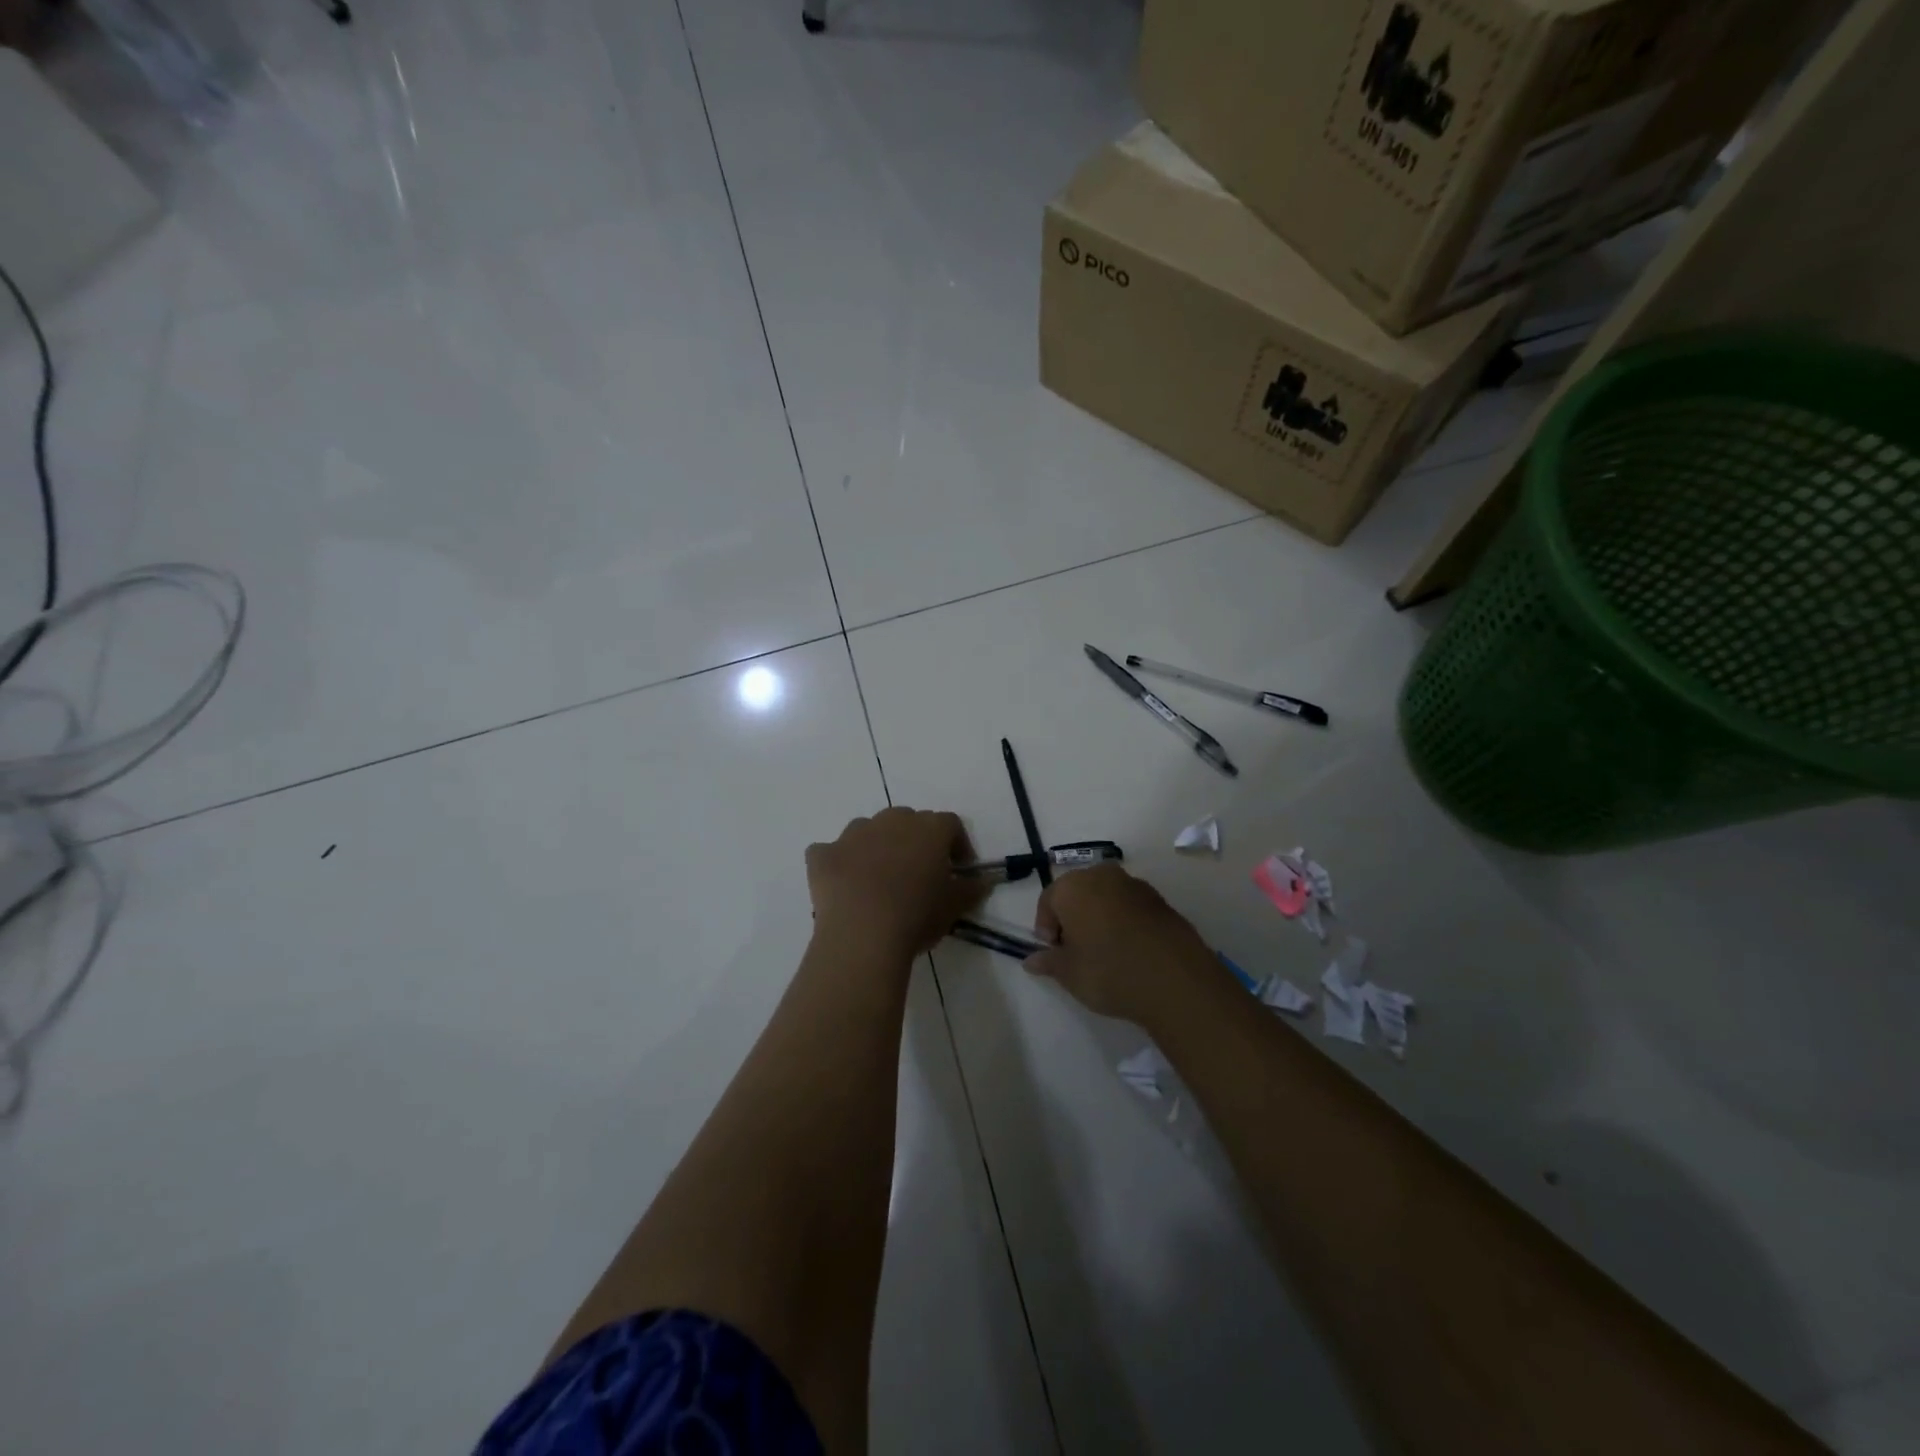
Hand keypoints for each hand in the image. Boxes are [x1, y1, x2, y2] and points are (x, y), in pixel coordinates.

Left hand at [806, 808, 986, 958]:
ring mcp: (853, 834)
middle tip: (917, 873)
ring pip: (868, 830)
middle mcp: (891, 820)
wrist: (862, 934)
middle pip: (908, 820)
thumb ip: (971, 889)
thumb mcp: (954, 907)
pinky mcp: (823, 854)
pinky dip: (837, 862)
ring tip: (879, 879)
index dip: (956, 844)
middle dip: (914, 841)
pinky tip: (843, 885)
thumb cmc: (917, 916)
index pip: (950, 824)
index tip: (958, 869)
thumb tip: (983, 881)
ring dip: (876, 846)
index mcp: (928, 829)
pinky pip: (831, 851)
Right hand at [1026, 865, 1219, 1026]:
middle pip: (1077, 894)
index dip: (1046, 928)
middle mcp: (1102, 875)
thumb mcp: (1069, 974)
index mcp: (1073, 886)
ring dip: (1099, 918)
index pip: (1048, 900)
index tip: (1055, 954)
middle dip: (1073, 919)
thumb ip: (1048, 962)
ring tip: (1106, 953)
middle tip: (1077, 953)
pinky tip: (1131, 952)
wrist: (1175, 980)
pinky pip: (1130, 907)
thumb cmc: (1109, 971)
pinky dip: (1124, 922)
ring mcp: (1135, 885)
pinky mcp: (1160, 900)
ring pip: (1105, 898)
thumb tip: (1032, 960)